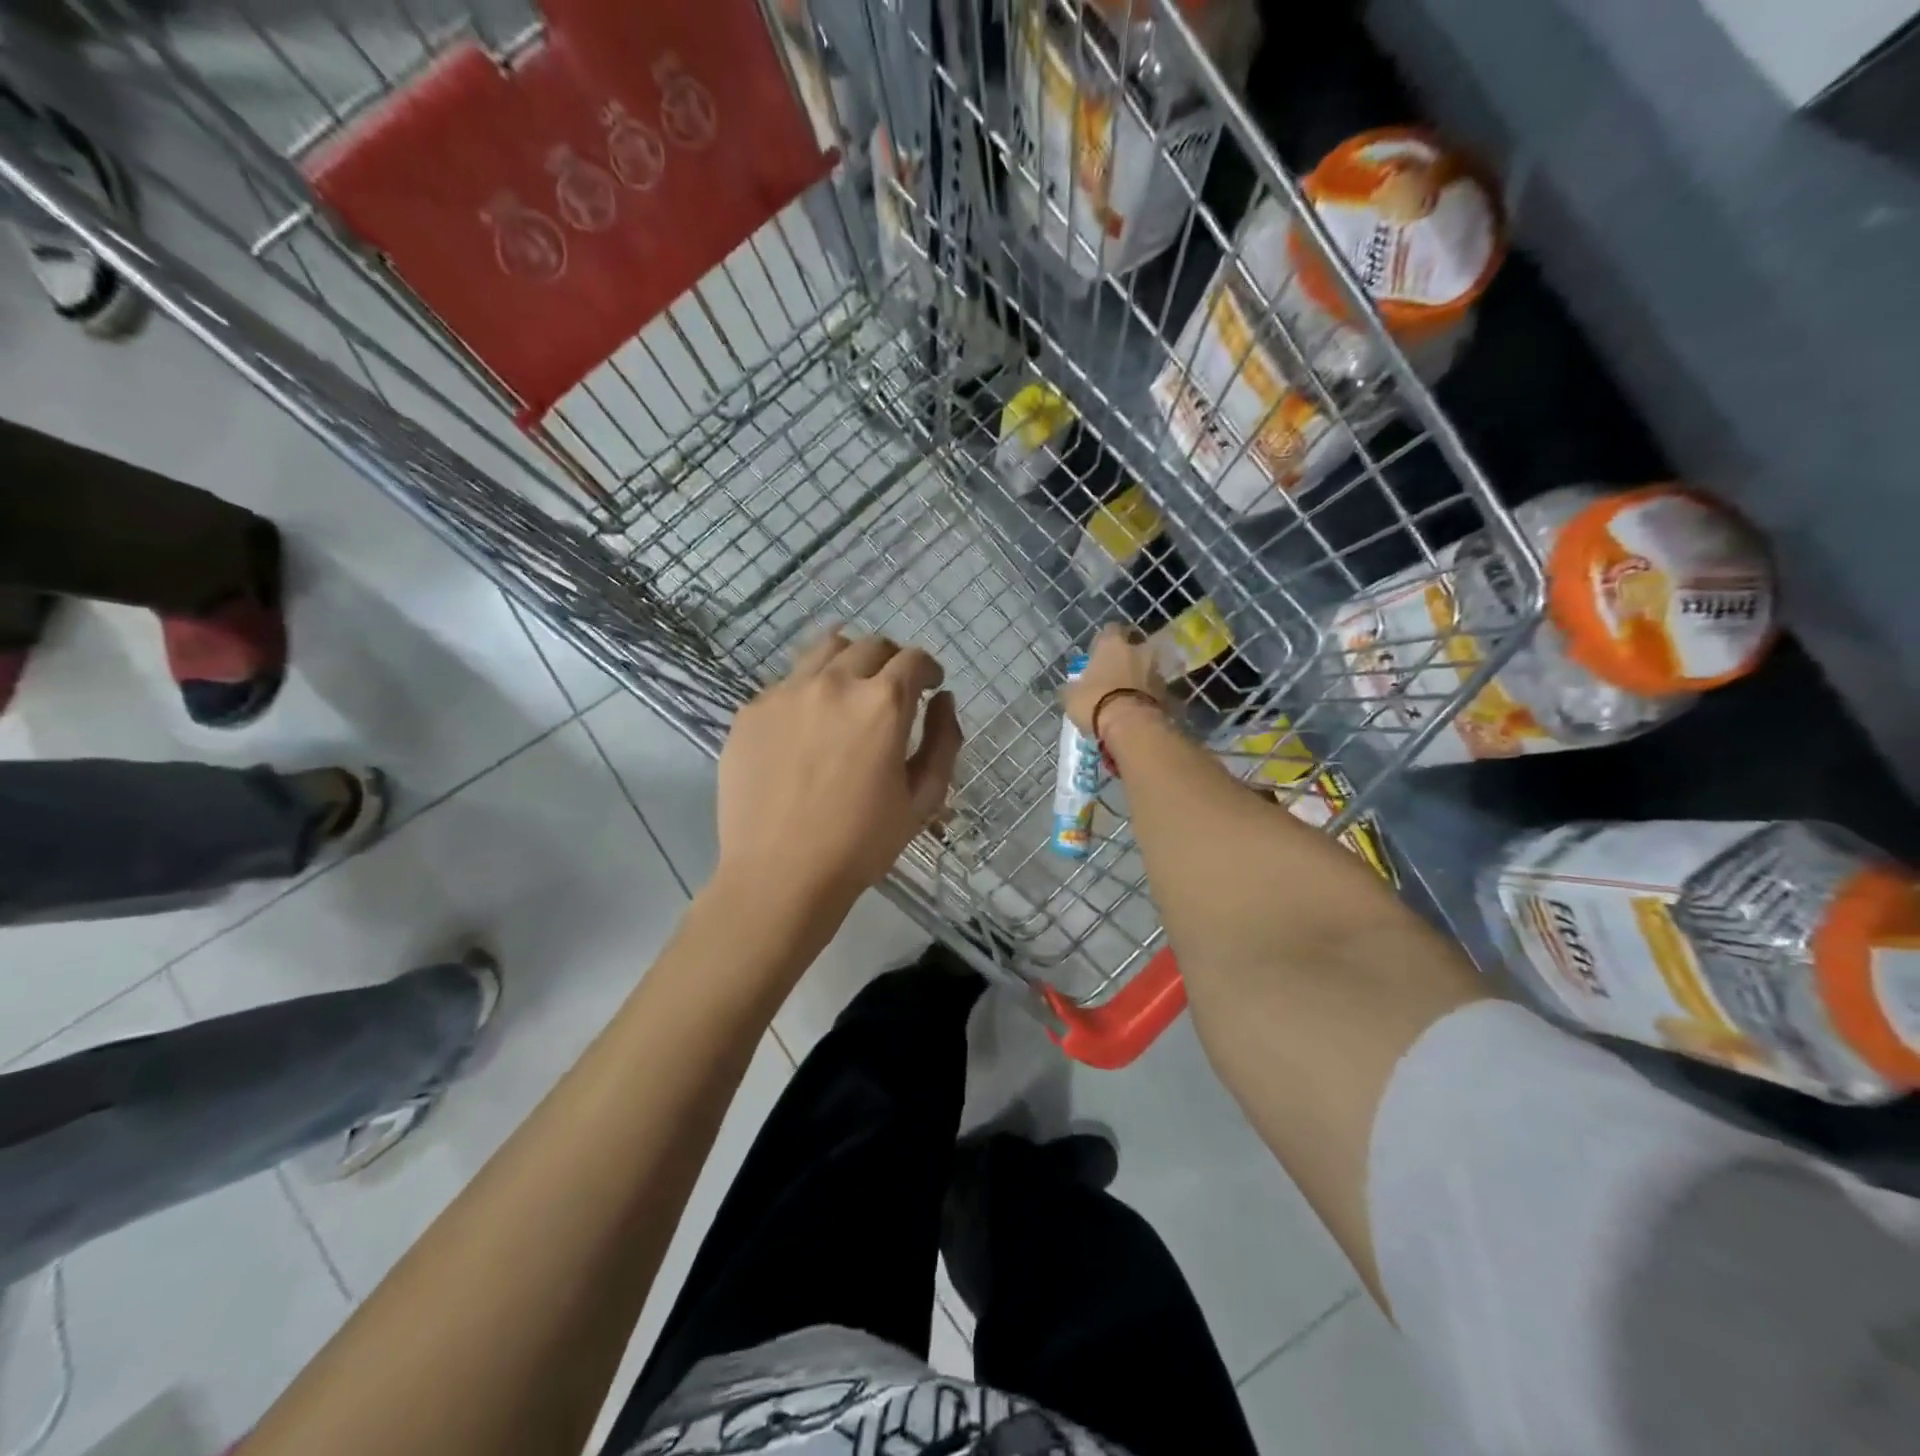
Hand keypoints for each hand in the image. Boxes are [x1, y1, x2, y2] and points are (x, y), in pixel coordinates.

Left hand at [716, 630, 962, 907]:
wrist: (779, 875)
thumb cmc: (861, 843)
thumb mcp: (923, 798)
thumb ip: (944, 741)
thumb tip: (944, 699)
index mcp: (881, 704)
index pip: (913, 659)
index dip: (928, 668)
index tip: (929, 684)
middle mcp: (833, 684)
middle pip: (870, 645)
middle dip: (891, 660)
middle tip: (893, 689)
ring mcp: (785, 693)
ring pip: (824, 650)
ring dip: (848, 662)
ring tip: (849, 693)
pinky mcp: (751, 712)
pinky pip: (787, 683)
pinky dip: (808, 691)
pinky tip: (807, 728)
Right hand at [1060, 623, 1167, 735]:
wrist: (1132, 726)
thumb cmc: (1096, 702)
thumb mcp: (1071, 697)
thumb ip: (1073, 688)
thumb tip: (1070, 689)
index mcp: (1113, 644)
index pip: (1110, 630)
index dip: (1104, 641)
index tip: (1097, 654)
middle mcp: (1138, 651)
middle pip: (1135, 647)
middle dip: (1128, 658)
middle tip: (1116, 674)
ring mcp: (1156, 672)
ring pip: (1148, 669)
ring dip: (1140, 678)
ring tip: (1129, 696)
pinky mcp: (1169, 693)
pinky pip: (1156, 691)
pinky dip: (1150, 697)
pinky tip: (1139, 710)